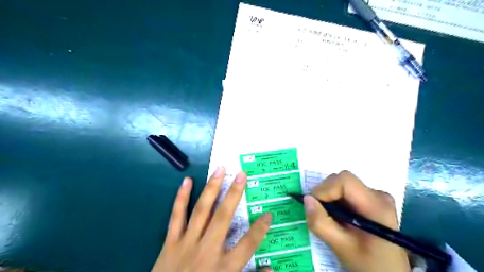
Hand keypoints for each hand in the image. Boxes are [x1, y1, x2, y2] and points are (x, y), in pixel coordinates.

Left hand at [152, 166, 271, 271]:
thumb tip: (271, 268)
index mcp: (223, 267)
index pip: (248, 244)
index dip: (260, 229)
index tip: (268, 214)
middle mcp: (207, 250)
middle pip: (223, 217)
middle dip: (234, 194)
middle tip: (242, 174)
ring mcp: (187, 243)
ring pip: (202, 211)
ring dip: (212, 188)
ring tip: (219, 170)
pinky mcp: (170, 242)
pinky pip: (176, 216)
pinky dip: (181, 198)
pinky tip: (187, 181)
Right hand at [304, 170, 409, 271]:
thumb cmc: (368, 263)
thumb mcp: (341, 247)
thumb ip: (321, 223)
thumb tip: (306, 199)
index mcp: (376, 205)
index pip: (345, 180)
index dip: (325, 189)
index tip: (314, 205)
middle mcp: (378, 195)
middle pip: (342, 180)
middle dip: (325, 193)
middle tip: (319, 213)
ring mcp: (375, 196)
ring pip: (342, 184)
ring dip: (329, 197)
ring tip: (329, 216)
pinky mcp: (371, 199)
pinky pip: (346, 191)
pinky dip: (335, 200)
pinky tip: (337, 216)